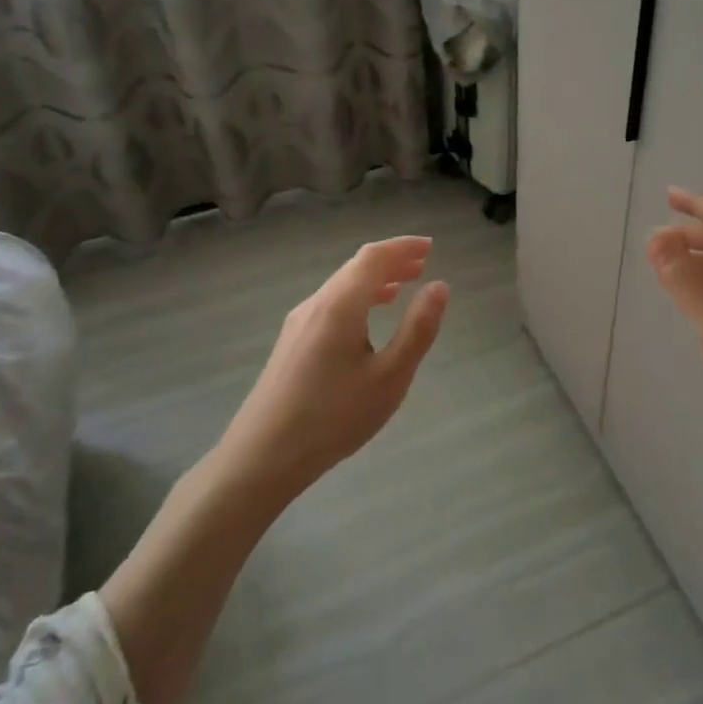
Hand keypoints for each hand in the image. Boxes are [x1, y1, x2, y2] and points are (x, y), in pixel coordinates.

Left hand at [226, 236, 449, 492]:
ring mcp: (298, 323)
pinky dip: (357, 298)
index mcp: (340, 306)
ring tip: (402, 288)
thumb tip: (439, 286)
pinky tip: (367, 319)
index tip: (430, 246)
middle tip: (422, 263)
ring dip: (373, 280)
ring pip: (340, 286)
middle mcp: (316, 305)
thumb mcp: (390, 377)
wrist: (263, 457)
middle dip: (390, 261)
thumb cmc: (334, 417)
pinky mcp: (291, 343)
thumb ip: (417, 329)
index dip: (403, 247)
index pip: (374, 257)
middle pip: (355, 267)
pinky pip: (330, 304)